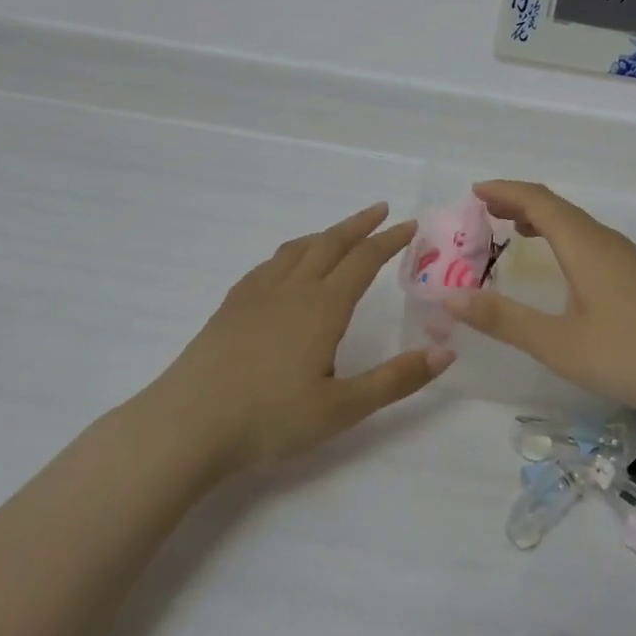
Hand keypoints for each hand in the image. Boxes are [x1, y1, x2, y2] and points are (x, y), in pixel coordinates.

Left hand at [147, 203, 452, 472]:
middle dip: (359, 225)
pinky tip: (287, 268)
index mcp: (322, 307)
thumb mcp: (343, 408)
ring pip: (297, 249)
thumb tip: (446, 353)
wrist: (188, 425)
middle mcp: (291, 289)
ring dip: (324, 235)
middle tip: (381, 211)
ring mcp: (256, 294)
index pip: (363, 261)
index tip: (410, 225)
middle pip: (330, 243)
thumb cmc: (271, 419)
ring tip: (339, 234)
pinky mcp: (231, 306)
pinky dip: (291, 253)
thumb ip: (396, 380)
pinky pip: (269, 264)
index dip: (389, 240)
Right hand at [444, 180, 635, 426]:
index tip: (473, 192)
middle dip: (518, 202)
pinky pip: (592, 242)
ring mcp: (629, 259)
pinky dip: (563, 239)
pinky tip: (563, 266)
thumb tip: (446, 298)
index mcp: (584, 246)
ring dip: (542, 220)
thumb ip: (503, 319)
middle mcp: (606, 242)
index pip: (538, 201)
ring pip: (578, 225)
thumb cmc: (634, 355)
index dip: (504, 191)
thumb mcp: (559, 344)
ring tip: (514, 230)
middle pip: (558, 207)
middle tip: (483, 210)